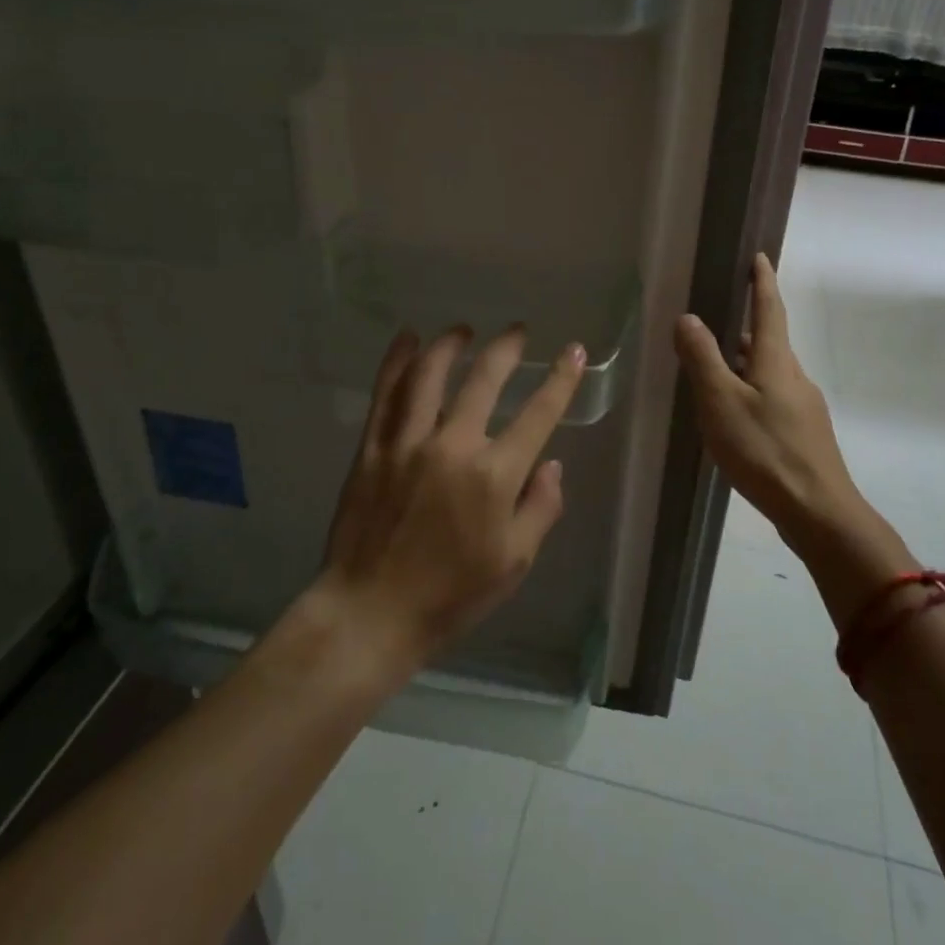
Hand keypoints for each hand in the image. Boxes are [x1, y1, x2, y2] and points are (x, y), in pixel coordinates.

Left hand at [318, 325, 586, 669]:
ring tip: (463, 329)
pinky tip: (407, 339)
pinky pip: (386, 394)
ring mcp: (407, 443)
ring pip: (430, 375)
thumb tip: (552, 464)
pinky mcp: (373, 448)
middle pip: (484, 380)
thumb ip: (540, 508)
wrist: (370, 614)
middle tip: (517, 330)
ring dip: (450, 344)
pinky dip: (397, 361)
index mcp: (494, 476)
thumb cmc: (451, 596)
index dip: (561, 379)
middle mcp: (453, 447)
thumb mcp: (514, 563)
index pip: (539, 414)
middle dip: (506, 348)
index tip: (574, 350)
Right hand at [672, 253, 860, 528]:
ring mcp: (803, 407)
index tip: (759, 257)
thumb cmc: (765, 451)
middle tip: (715, 320)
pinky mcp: (803, 434)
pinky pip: (773, 397)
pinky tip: (734, 415)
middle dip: (745, 326)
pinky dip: (751, 390)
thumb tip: (689, 317)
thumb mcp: (722, 402)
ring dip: (745, 362)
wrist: (818, 511)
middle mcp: (794, 376)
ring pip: (770, 372)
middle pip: (768, 341)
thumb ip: (703, 359)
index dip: (762, 282)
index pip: (770, 309)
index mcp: (776, 361)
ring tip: (714, 369)